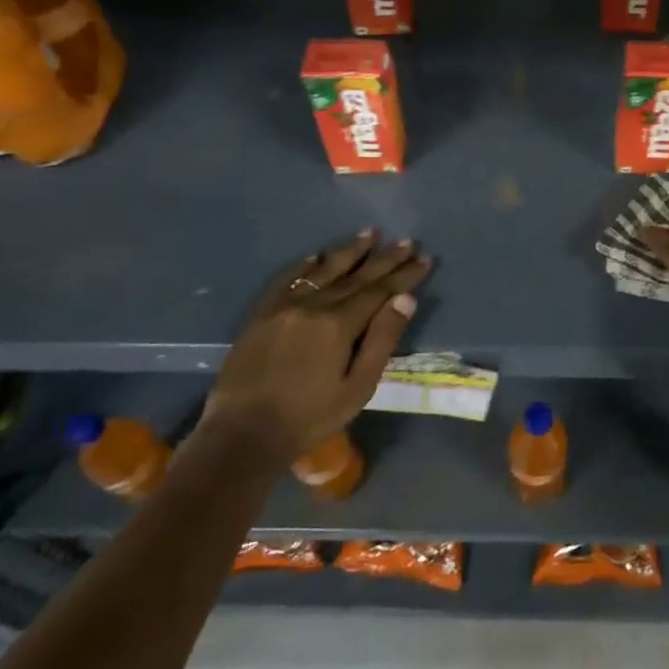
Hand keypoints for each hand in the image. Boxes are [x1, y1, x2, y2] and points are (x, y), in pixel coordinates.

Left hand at [200, 230, 431, 459]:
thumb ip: (382, 340)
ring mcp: (284, 306)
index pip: (380, 290)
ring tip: (369, 233)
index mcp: (339, 324)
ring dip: (348, 251)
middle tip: (406, 241)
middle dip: (384, 259)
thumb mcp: (357, 387)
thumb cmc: (309, 417)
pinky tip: (315, 256)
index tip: (426, 258)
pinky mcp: (261, 314)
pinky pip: (286, 280)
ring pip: (323, 271)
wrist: (243, 435)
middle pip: (356, 276)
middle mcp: (313, 305)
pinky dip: (304, 266)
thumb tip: (405, 299)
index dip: (405, 274)